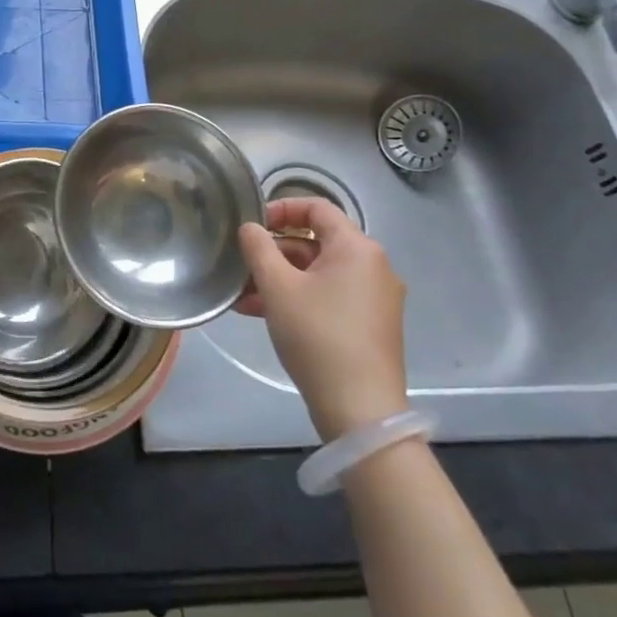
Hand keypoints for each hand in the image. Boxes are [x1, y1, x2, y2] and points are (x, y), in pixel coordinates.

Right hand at [237, 198, 407, 441]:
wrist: (360, 409)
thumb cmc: (317, 335)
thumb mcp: (278, 287)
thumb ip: (259, 248)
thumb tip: (250, 228)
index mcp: (357, 247)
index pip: (317, 207)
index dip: (280, 209)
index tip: (251, 226)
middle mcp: (373, 265)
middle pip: (316, 241)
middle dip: (274, 251)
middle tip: (241, 265)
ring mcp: (375, 297)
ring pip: (319, 273)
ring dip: (280, 278)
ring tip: (243, 297)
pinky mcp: (371, 325)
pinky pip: (330, 296)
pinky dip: (299, 298)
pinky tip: (263, 314)